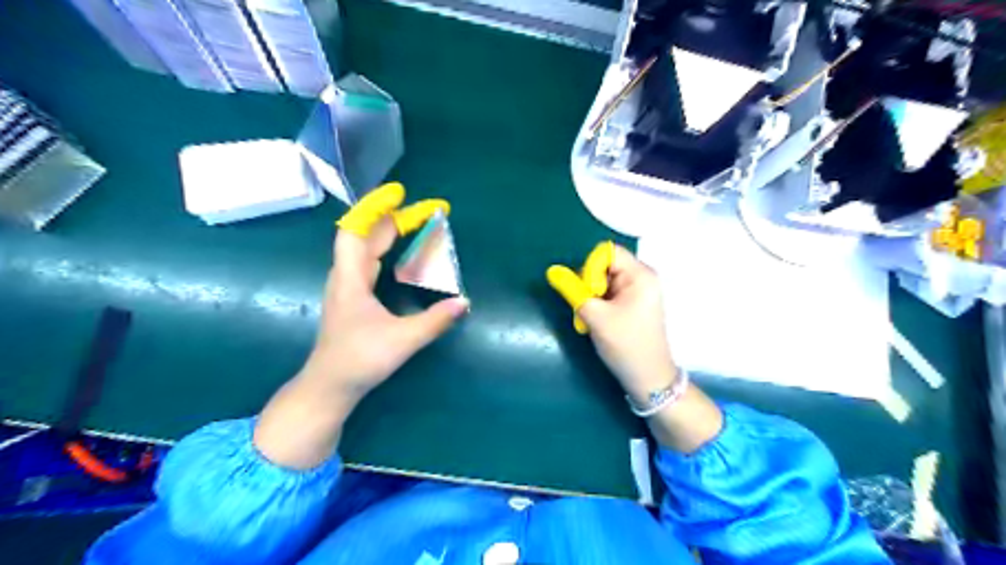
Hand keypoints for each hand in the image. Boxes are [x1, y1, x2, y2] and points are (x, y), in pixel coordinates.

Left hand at [311, 184, 471, 396]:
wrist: (330, 386)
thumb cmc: (360, 360)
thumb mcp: (402, 340)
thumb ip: (435, 321)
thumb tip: (465, 302)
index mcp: (351, 278)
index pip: (356, 230)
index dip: (375, 208)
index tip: (400, 193)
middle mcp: (347, 276)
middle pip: (368, 235)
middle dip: (396, 218)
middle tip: (429, 211)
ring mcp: (348, 286)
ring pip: (368, 248)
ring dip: (391, 232)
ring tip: (418, 224)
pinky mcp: (353, 297)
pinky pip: (370, 261)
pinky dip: (387, 249)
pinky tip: (401, 254)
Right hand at [547, 244, 679, 403]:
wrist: (648, 378)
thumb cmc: (626, 345)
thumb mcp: (595, 317)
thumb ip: (573, 290)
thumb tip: (553, 271)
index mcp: (640, 275)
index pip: (607, 253)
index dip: (590, 268)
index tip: (587, 292)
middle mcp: (642, 278)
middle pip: (605, 266)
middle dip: (589, 285)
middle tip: (585, 308)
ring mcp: (638, 292)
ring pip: (604, 281)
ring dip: (591, 297)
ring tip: (590, 319)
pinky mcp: (633, 304)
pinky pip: (609, 294)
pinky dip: (598, 305)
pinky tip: (596, 322)